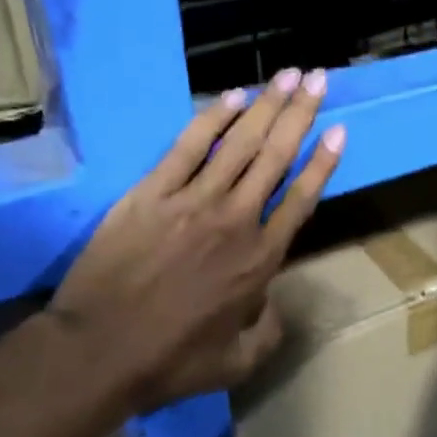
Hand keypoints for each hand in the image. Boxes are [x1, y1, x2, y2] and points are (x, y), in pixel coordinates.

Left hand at [47, 68, 344, 419]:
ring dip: (267, 105)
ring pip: (238, 143)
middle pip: (276, 156)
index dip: (323, 162)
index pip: (301, 198)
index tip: (339, 130)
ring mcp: (192, 201)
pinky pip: (187, 146)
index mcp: (261, 259)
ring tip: (288, 75)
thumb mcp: (239, 362)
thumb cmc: (172, 361)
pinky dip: (211, 119)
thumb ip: (270, 331)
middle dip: (300, 114)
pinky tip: (231, 97)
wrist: (98, 352)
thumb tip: (274, 303)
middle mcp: (236, 220)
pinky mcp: (151, 193)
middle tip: (318, 79)